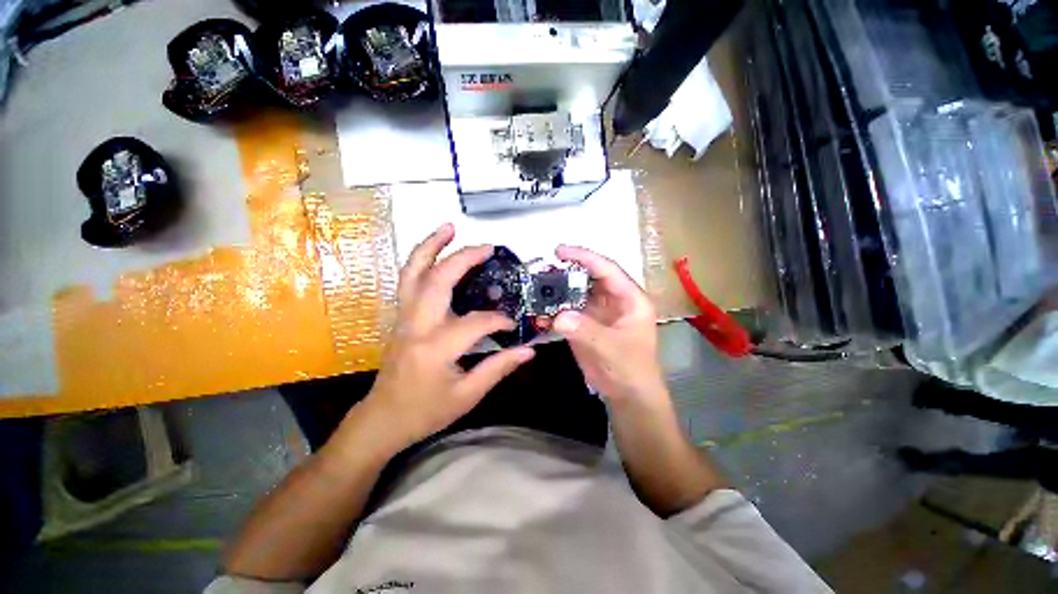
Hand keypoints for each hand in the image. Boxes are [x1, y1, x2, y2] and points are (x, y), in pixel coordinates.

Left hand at [362, 224, 534, 447]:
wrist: (383, 419)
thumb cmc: (425, 412)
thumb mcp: (467, 396)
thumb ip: (498, 368)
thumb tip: (528, 350)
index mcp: (436, 348)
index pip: (476, 322)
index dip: (499, 320)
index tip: (513, 323)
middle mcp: (417, 326)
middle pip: (438, 281)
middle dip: (464, 259)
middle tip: (487, 247)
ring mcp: (404, 318)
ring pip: (413, 273)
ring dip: (430, 246)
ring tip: (449, 228)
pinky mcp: (401, 317)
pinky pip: (409, 281)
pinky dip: (420, 260)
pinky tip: (434, 252)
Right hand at [551, 245, 667, 409]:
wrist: (627, 396)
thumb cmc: (631, 369)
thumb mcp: (612, 348)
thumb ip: (586, 330)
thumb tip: (558, 316)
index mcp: (629, 299)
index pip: (607, 269)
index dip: (584, 257)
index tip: (560, 251)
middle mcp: (613, 301)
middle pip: (588, 279)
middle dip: (566, 273)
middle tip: (542, 270)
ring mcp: (597, 313)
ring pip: (575, 294)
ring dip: (557, 292)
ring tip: (536, 289)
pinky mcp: (584, 326)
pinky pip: (567, 313)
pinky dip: (554, 313)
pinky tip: (540, 315)